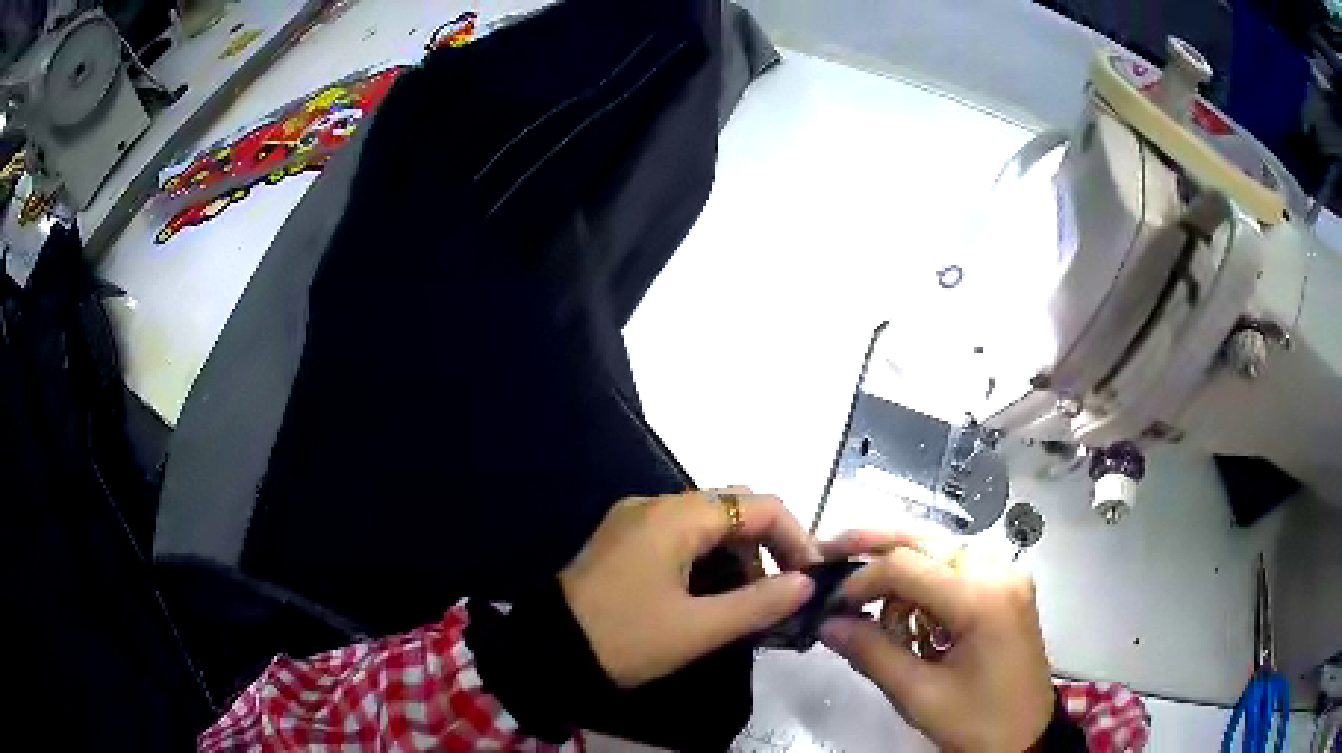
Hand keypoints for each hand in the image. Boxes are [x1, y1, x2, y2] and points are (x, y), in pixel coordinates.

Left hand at [560, 489, 820, 687]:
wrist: (546, 652)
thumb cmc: (626, 638)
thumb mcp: (698, 629)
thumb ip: (759, 603)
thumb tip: (806, 583)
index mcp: (676, 516)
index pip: (758, 505)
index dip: (794, 537)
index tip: (809, 577)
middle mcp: (656, 503)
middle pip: (732, 508)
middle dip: (765, 545)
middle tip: (781, 590)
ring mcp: (634, 519)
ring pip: (706, 522)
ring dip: (736, 554)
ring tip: (749, 600)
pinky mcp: (622, 539)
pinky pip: (679, 535)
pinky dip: (707, 558)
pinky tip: (712, 594)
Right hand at [819, 531, 1053, 752]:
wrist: (1026, 737)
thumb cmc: (975, 722)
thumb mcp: (918, 694)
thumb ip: (870, 652)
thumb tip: (825, 623)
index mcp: (982, 598)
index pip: (906, 565)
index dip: (860, 580)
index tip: (830, 606)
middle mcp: (998, 571)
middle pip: (926, 540)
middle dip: (874, 545)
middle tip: (831, 551)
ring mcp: (1006, 576)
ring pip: (940, 550)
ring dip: (900, 569)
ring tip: (873, 608)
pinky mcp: (1006, 587)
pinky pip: (956, 568)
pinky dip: (925, 583)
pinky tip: (911, 616)